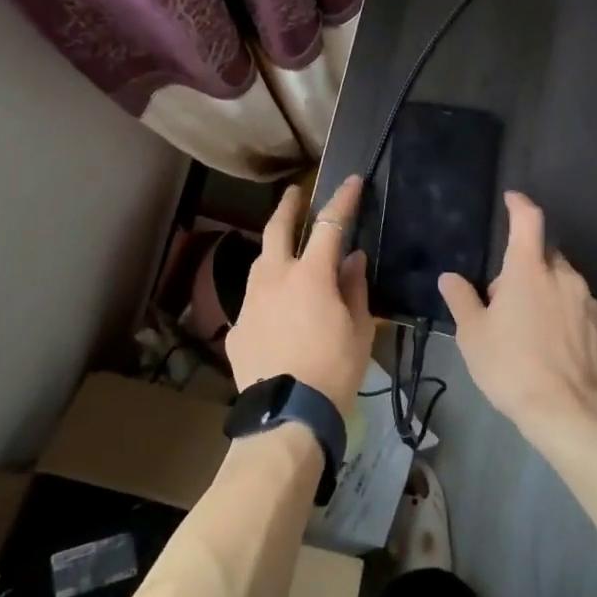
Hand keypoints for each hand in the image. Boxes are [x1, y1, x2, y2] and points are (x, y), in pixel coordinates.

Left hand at [226, 174, 372, 415]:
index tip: (351, 181)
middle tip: (295, 192)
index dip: (342, 200)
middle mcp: (275, 278)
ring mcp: (251, 301)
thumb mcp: (358, 329)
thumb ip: (355, 288)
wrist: (287, 415)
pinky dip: (268, 297)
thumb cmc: (333, 370)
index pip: (329, 225)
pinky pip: (255, 301)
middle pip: (277, 229)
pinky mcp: (238, 327)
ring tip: (284, 252)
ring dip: (274, 251)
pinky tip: (276, 313)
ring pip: (260, 263)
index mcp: (310, 275)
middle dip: (288, 206)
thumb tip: (353, 259)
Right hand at [439, 191, 596, 445]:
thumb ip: (462, 299)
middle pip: (544, 255)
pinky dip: (561, 313)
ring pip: (561, 282)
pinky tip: (549, 344)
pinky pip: (576, 307)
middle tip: (503, 298)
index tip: (512, 198)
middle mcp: (563, 277)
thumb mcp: (473, 335)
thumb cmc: (512, 367)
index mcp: (530, 270)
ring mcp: (587, 302)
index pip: (528, 220)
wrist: (570, 414)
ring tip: (526, 327)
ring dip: (544, 291)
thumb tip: (450, 277)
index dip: (519, 204)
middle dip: (525, 265)